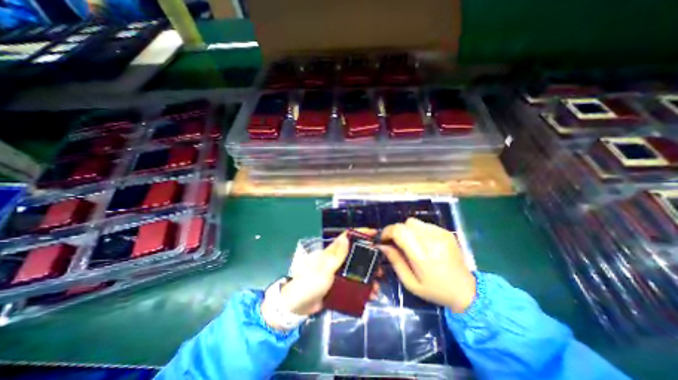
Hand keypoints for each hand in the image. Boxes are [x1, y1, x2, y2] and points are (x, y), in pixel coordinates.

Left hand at [261, 231, 380, 330]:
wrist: (298, 306)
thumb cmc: (310, 283)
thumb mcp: (324, 269)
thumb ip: (336, 255)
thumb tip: (347, 237)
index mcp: (332, 252)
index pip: (347, 237)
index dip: (360, 232)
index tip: (375, 233)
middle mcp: (337, 260)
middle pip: (356, 254)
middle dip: (370, 259)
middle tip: (381, 267)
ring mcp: (338, 273)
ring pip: (357, 270)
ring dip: (368, 277)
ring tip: (377, 286)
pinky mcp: (339, 286)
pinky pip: (354, 285)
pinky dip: (363, 289)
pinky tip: (370, 296)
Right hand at [380, 218, 472, 312]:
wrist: (467, 291)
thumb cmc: (435, 291)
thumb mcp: (410, 283)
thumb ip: (395, 261)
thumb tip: (382, 245)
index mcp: (423, 256)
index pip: (400, 231)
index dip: (388, 231)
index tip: (383, 239)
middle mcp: (433, 241)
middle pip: (406, 223)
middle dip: (397, 231)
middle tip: (396, 243)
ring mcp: (441, 234)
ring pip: (414, 222)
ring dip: (407, 230)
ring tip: (410, 243)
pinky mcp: (446, 232)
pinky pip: (424, 224)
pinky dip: (418, 231)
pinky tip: (422, 243)